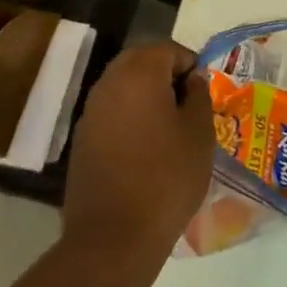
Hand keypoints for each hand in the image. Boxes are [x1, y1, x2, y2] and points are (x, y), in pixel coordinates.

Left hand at [62, 42, 214, 270]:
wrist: (114, 237)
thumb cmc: (167, 177)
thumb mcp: (199, 133)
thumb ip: (199, 96)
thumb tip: (192, 79)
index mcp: (139, 74)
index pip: (168, 49)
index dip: (190, 64)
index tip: (204, 93)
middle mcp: (109, 84)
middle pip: (140, 62)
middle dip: (167, 75)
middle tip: (189, 105)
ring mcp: (90, 112)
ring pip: (124, 86)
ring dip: (147, 96)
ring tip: (171, 127)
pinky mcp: (82, 140)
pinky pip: (112, 112)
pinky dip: (131, 117)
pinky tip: (148, 147)